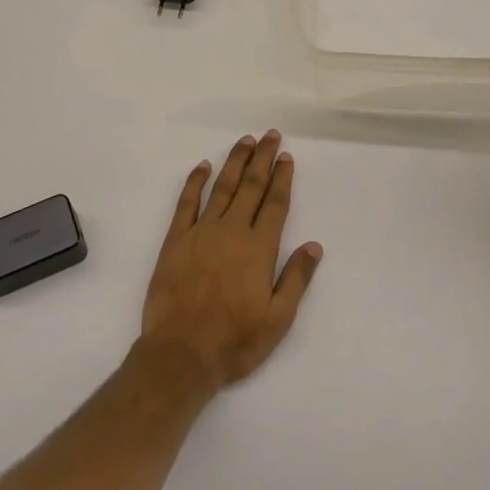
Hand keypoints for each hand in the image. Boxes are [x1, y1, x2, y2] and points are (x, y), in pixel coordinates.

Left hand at [138, 130, 322, 392]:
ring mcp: (201, 232)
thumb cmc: (234, 341)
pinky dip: (195, 181)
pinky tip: (203, 166)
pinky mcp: (175, 239)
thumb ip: (296, 279)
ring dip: (235, 162)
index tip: (286, 156)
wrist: (180, 354)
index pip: (274, 203)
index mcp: (258, 248)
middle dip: (262, 158)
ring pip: (222, 187)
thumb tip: (314, 245)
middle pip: (251, 186)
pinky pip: (186, 202)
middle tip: (270, 135)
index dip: (282, 178)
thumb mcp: (278, 320)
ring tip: (245, 141)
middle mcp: (231, 230)